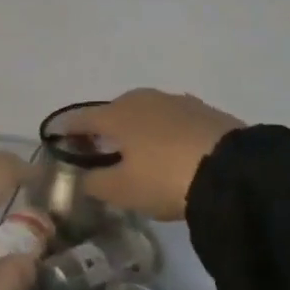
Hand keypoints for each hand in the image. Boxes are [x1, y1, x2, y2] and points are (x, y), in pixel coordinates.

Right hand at [60, 90, 244, 221]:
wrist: (234, 171)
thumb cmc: (165, 178)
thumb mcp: (122, 190)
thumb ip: (95, 182)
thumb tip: (84, 177)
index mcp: (116, 114)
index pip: (81, 118)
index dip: (66, 129)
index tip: (55, 138)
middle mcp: (143, 99)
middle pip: (113, 111)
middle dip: (102, 128)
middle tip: (97, 149)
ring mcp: (176, 101)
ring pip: (144, 113)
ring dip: (134, 129)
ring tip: (134, 151)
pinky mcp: (204, 111)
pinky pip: (170, 120)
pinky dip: (161, 132)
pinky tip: (167, 149)